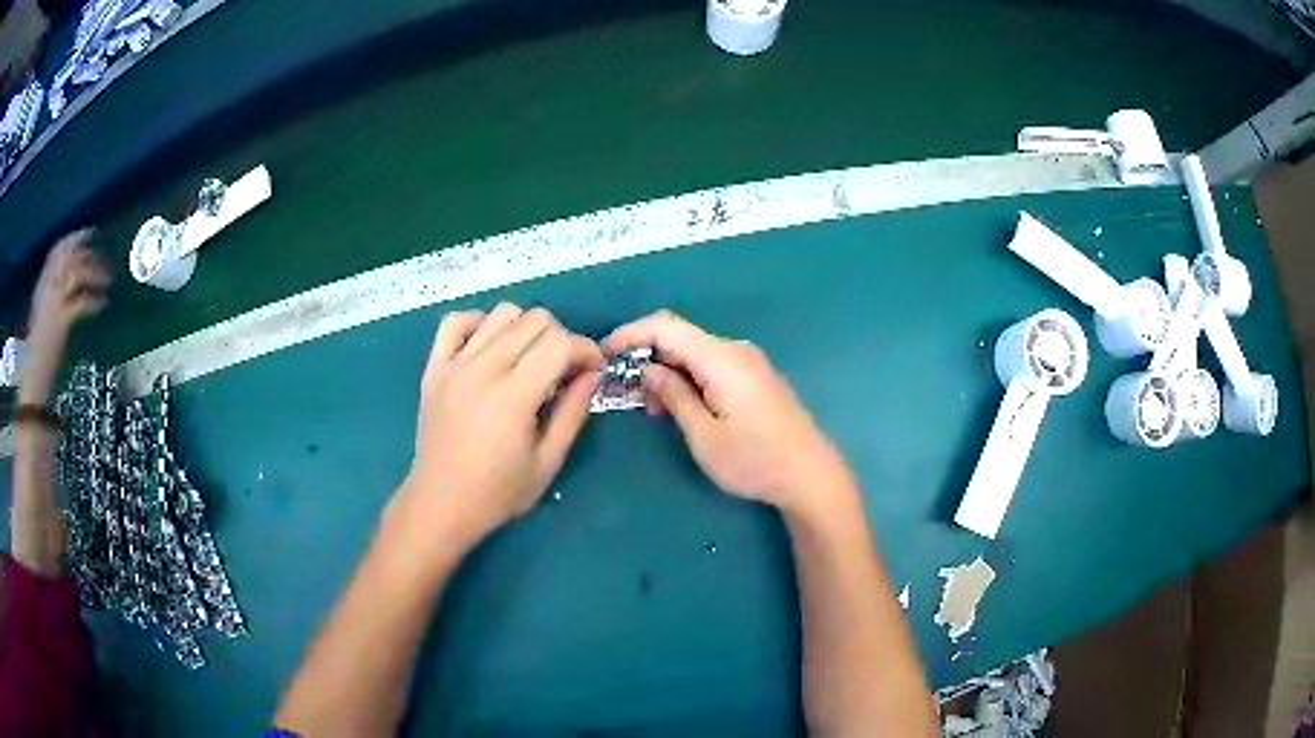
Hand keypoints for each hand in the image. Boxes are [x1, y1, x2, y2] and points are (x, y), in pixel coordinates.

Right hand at [19, 230, 109, 403]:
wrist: (33, 378)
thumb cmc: (38, 349)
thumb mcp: (42, 312)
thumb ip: (53, 292)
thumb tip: (73, 276)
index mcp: (42, 283)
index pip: (57, 250)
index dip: (75, 238)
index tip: (91, 231)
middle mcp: (47, 286)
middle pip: (71, 257)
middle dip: (91, 254)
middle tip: (108, 260)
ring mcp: (53, 302)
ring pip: (77, 273)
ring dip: (96, 273)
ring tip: (109, 281)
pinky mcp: (61, 321)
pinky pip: (81, 302)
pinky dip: (94, 301)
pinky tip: (104, 303)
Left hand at [395, 304, 601, 548]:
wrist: (440, 504)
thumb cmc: (497, 493)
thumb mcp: (548, 462)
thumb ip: (573, 412)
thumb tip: (590, 374)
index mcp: (513, 396)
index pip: (559, 343)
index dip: (585, 349)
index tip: (591, 370)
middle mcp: (482, 369)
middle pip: (534, 319)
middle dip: (561, 337)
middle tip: (562, 370)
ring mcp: (454, 364)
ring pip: (501, 312)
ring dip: (525, 328)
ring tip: (528, 359)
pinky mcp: (434, 367)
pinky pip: (456, 321)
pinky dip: (479, 323)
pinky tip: (490, 346)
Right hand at [604, 311, 853, 520]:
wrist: (810, 475)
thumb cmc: (754, 461)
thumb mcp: (704, 435)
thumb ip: (674, 396)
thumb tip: (649, 369)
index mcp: (721, 358)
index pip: (666, 326)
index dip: (630, 333)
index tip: (604, 354)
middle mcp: (735, 350)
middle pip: (680, 337)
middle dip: (647, 357)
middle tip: (626, 392)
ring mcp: (749, 362)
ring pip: (695, 353)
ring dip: (668, 371)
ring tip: (653, 409)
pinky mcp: (755, 377)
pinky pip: (712, 365)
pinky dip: (688, 378)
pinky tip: (681, 407)